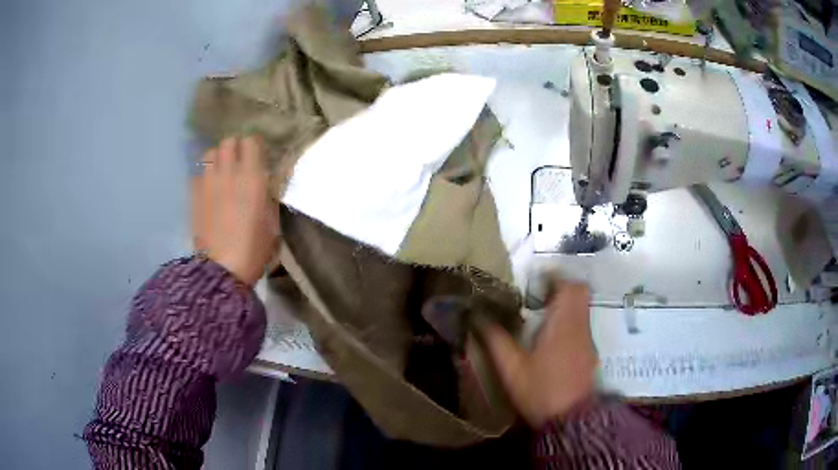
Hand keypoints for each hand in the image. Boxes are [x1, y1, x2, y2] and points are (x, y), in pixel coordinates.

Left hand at [192, 136, 278, 285]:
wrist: (222, 270)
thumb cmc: (253, 249)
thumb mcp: (272, 222)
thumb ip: (269, 195)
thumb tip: (267, 180)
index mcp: (252, 178)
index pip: (251, 142)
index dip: (254, 146)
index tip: (257, 157)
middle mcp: (228, 173)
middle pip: (228, 142)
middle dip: (235, 148)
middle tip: (239, 162)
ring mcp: (208, 183)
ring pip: (210, 153)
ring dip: (217, 158)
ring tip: (222, 172)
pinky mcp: (194, 196)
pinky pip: (198, 174)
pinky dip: (204, 176)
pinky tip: (209, 189)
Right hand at [480, 281, 597, 427]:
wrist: (570, 421)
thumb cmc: (540, 391)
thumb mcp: (511, 368)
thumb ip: (496, 340)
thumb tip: (477, 316)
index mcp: (563, 324)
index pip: (569, 286)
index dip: (555, 276)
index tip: (536, 278)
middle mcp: (580, 327)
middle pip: (580, 292)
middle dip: (561, 286)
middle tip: (538, 294)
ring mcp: (588, 341)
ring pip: (583, 308)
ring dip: (566, 303)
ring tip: (542, 313)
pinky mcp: (590, 354)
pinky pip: (582, 325)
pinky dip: (570, 321)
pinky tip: (552, 338)